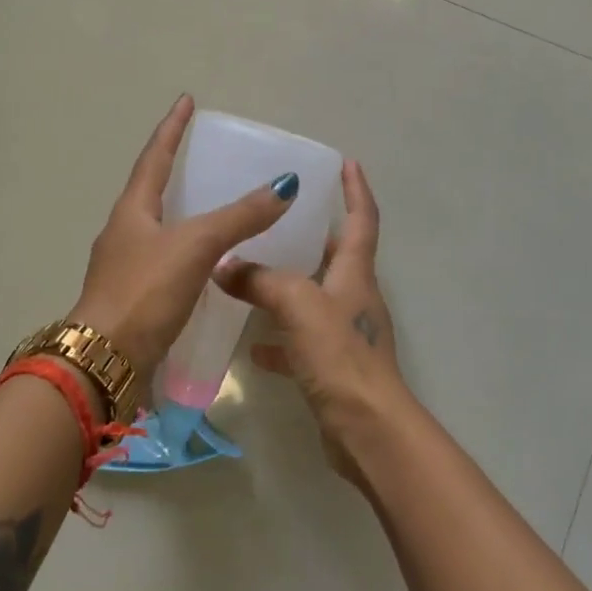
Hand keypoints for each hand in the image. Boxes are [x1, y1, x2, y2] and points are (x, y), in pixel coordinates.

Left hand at [69, 94, 299, 375]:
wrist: (106, 361)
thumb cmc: (145, 291)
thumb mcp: (195, 246)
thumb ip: (239, 217)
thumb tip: (284, 185)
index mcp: (132, 210)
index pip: (154, 157)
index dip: (172, 128)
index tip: (186, 101)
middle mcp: (125, 232)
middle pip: (152, 189)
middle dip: (177, 169)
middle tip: (207, 156)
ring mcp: (128, 266)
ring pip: (161, 226)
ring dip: (185, 211)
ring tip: (217, 205)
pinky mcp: (138, 296)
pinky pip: (168, 259)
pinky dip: (191, 249)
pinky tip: (212, 262)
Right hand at [213, 160, 407, 478]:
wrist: (367, 428)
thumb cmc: (339, 354)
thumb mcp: (298, 304)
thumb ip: (260, 280)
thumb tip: (225, 266)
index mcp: (355, 272)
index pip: (361, 218)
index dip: (355, 189)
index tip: (347, 162)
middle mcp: (354, 297)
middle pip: (336, 256)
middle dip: (313, 235)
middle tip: (279, 217)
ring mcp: (344, 334)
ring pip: (313, 298)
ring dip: (287, 287)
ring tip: (252, 273)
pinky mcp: (332, 366)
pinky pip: (301, 342)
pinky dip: (279, 339)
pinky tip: (252, 346)